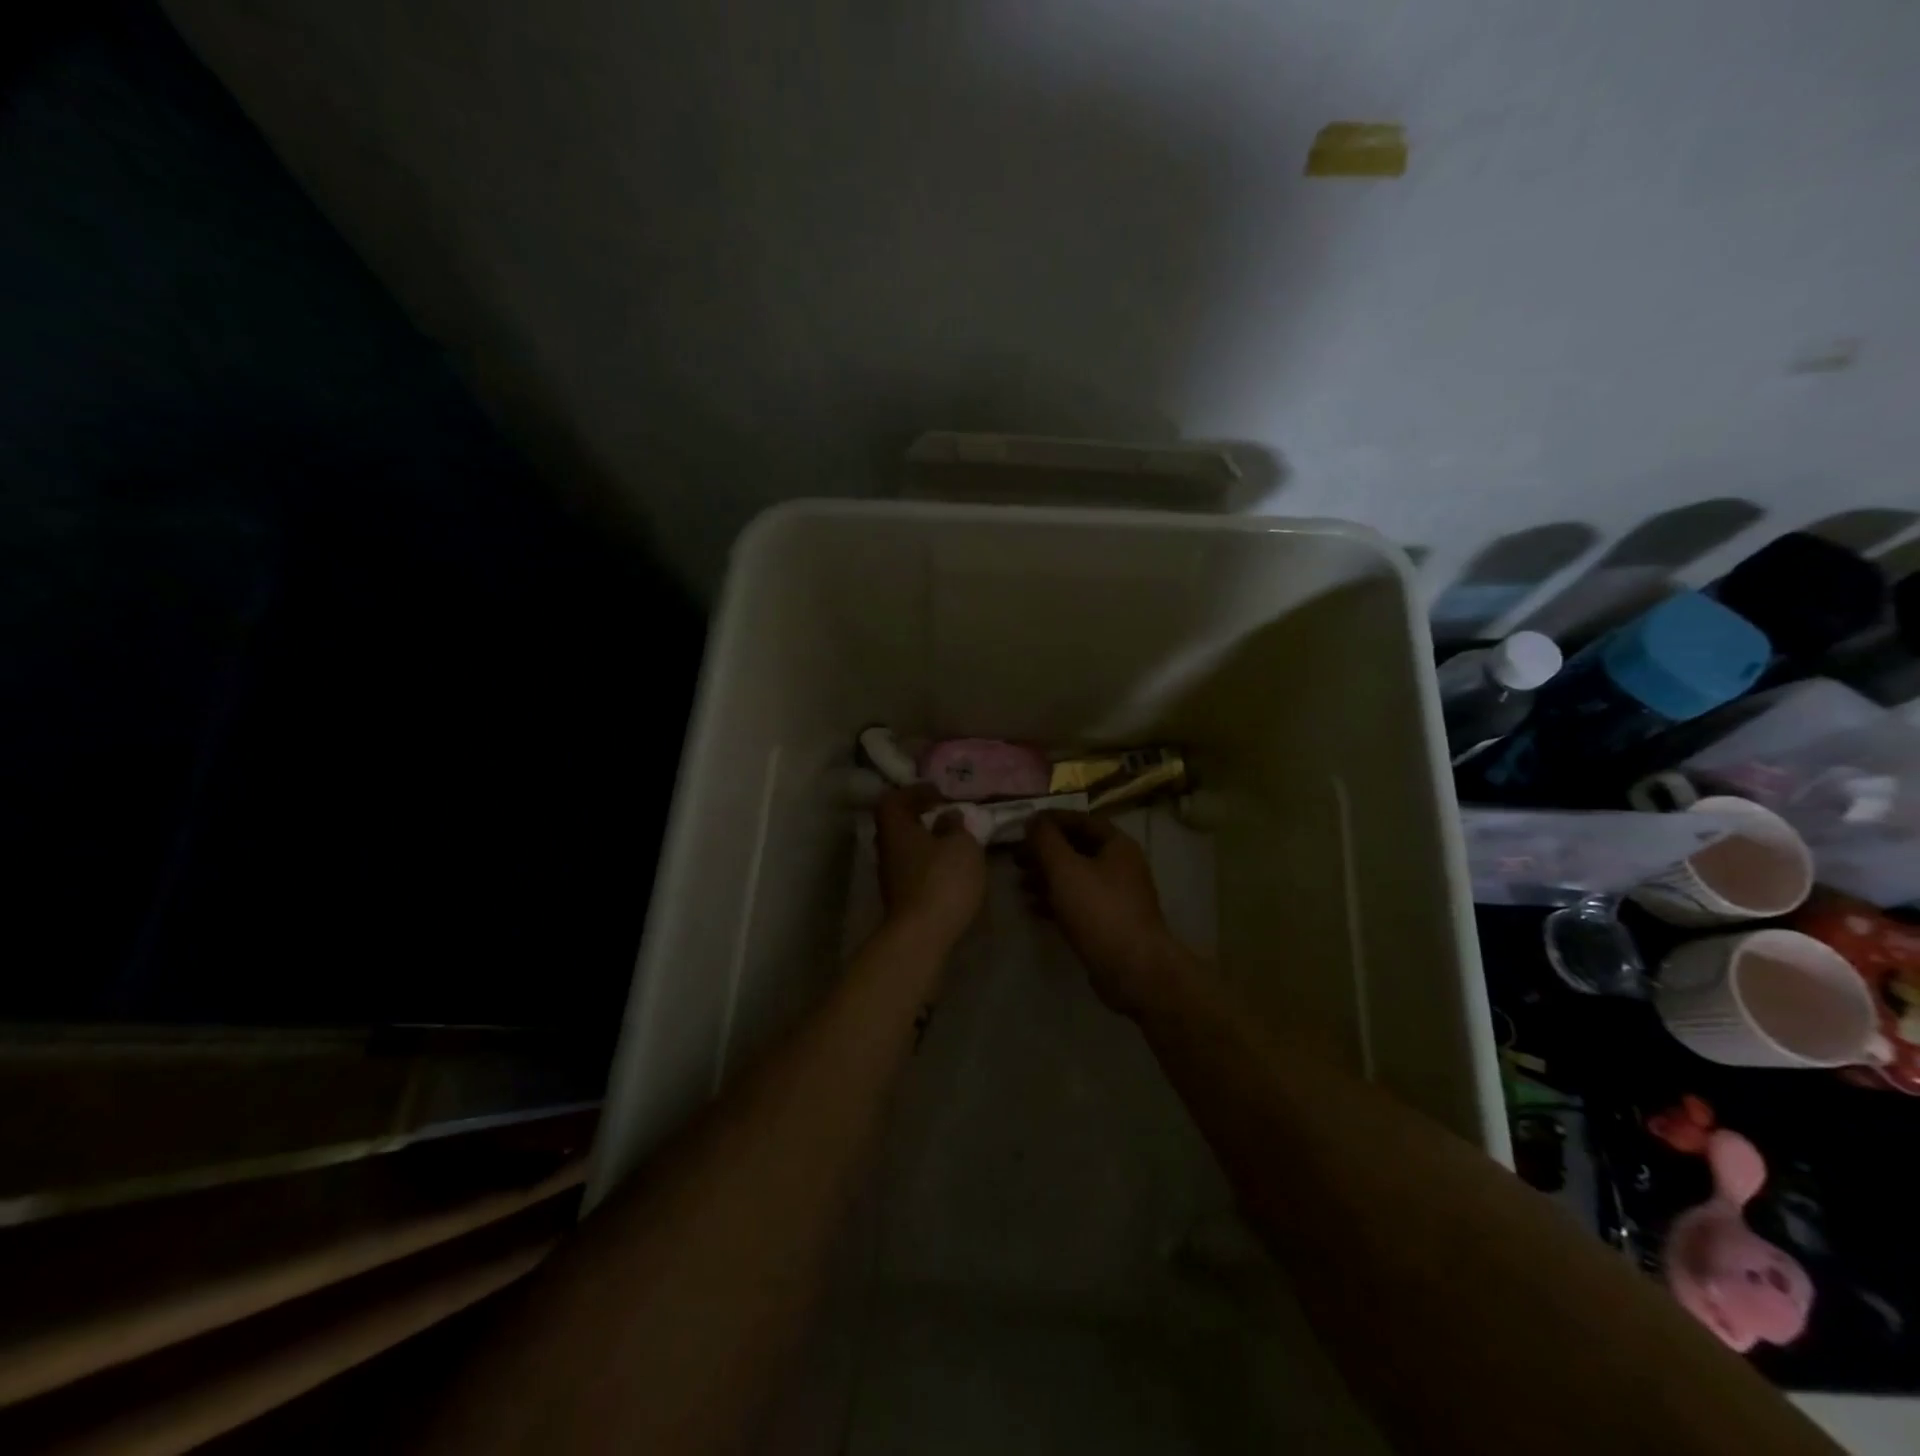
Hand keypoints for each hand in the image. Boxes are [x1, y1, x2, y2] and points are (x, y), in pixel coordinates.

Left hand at [875, 786, 985, 953]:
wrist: (922, 936)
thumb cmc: (942, 880)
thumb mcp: (962, 845)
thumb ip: (956, 826)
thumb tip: (948, 815)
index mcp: (896, 828)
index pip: (893, 799)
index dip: (914, 792)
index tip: (938, 794)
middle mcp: (887, 849)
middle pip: (897, 825)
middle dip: (920, 817)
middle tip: (947, 816)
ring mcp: (891, 877)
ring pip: (906, 849)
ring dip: (927, 842)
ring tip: (954, 843)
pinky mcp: (901, 899)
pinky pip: (914, 869)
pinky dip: (929, 863)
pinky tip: (951, 870)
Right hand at [1024, 812, 1184, 1015]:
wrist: (1133, 969)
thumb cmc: (1099, 910)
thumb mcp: (1065, 869)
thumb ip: (1046, 840)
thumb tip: (1033, 819)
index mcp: (1117, 846)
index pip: (1082, 820)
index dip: (1052, 819)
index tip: (1024, 824)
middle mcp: (1120, 866)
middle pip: (1077, 849)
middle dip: (1045, 852)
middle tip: (1016, 858)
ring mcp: (1116, 896)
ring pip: (1075, 877)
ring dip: (1046, 877)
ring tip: (1019, 883)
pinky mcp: (1109, 923)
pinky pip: (1078, 903)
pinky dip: (1055, 901)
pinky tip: (1032, 907)